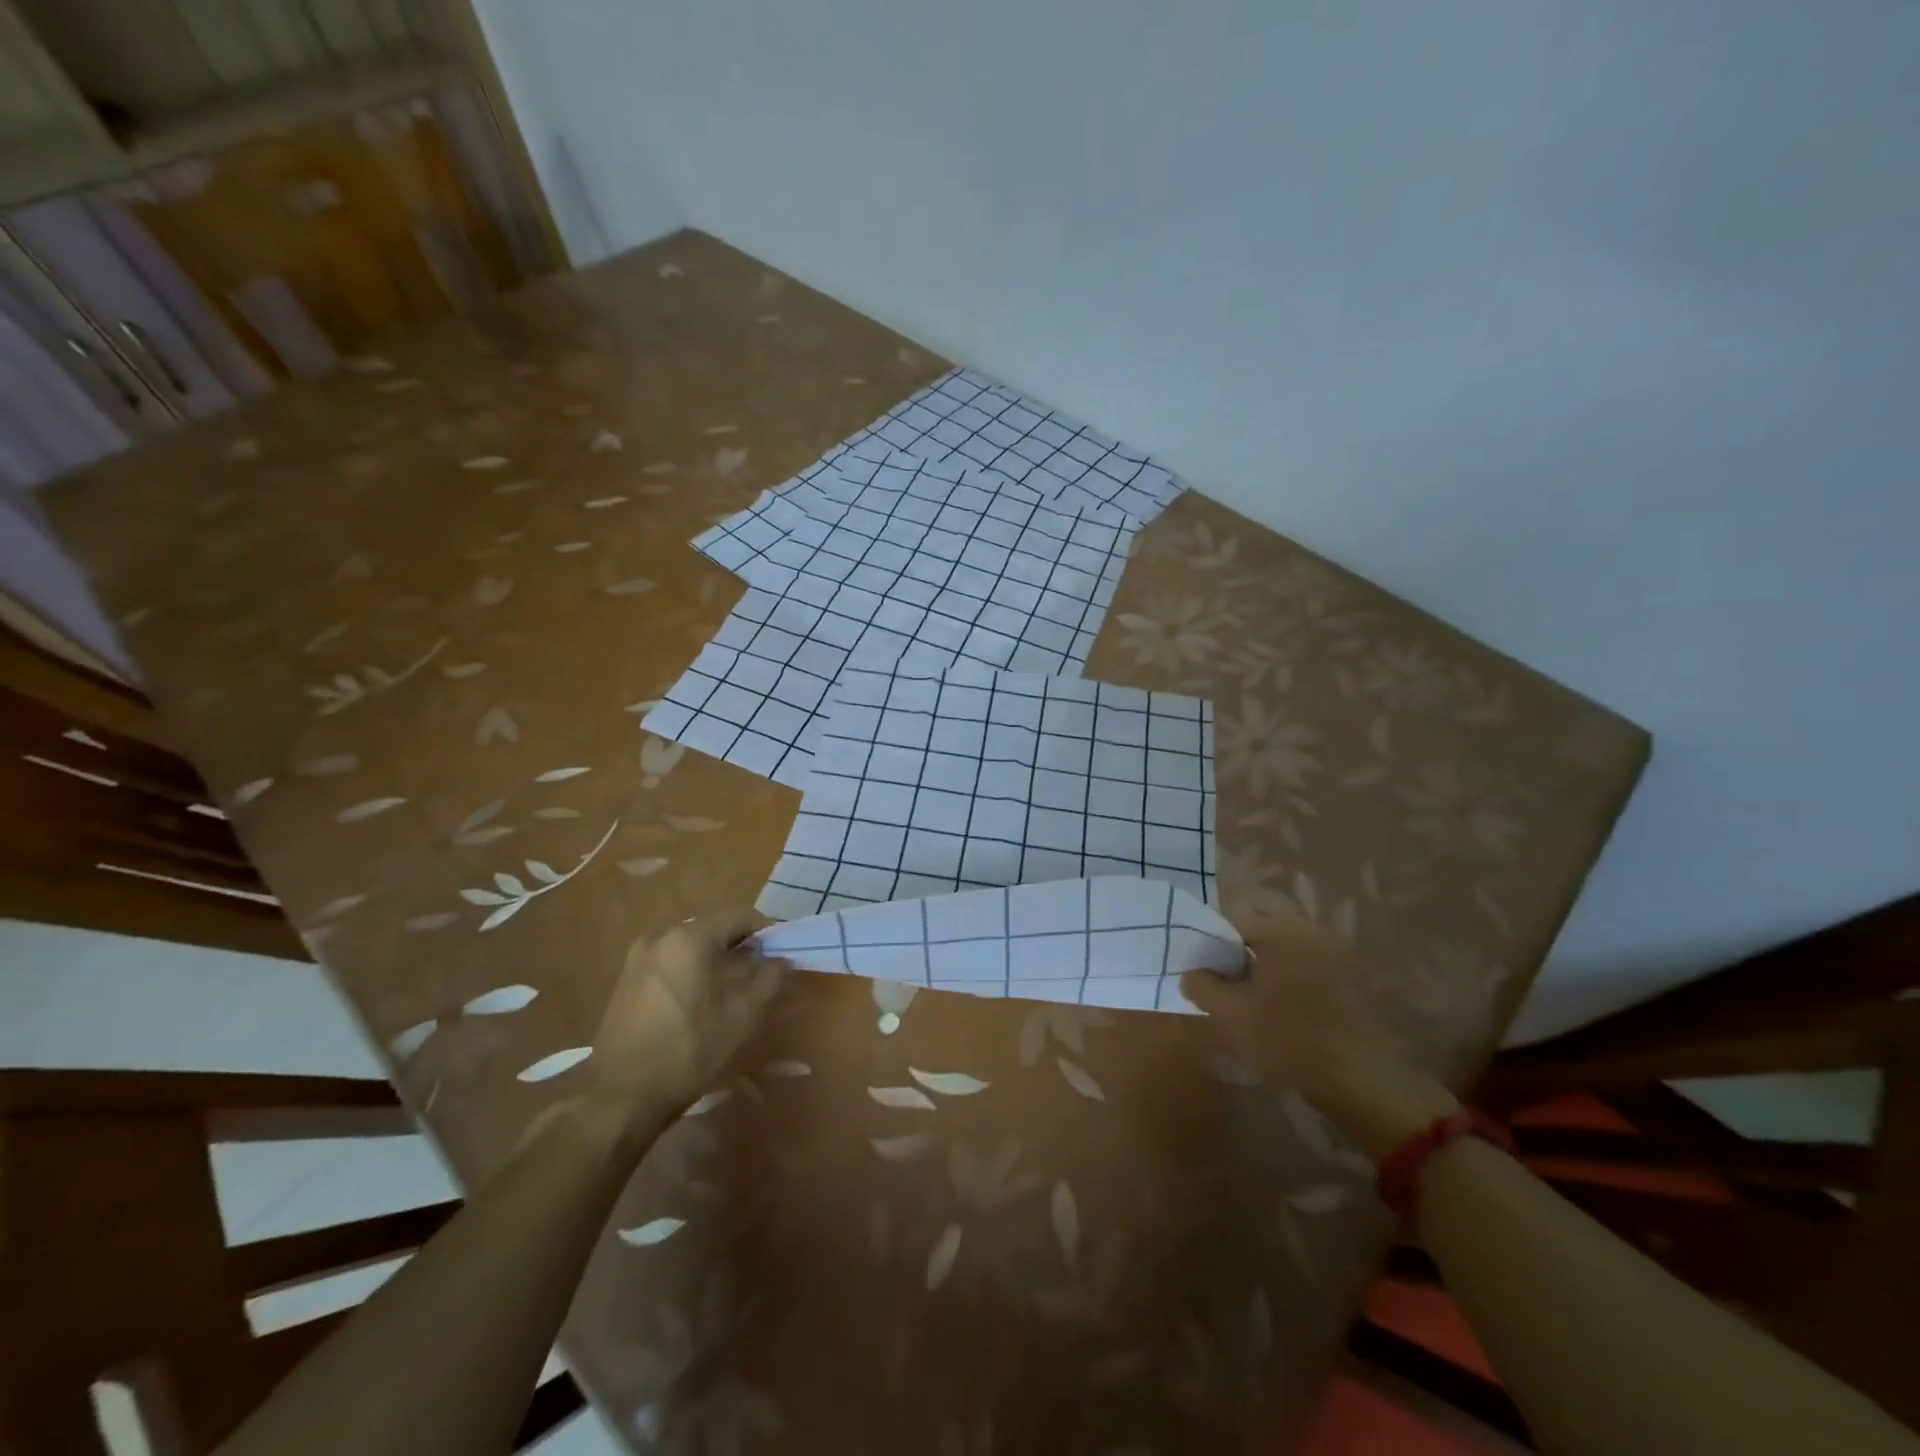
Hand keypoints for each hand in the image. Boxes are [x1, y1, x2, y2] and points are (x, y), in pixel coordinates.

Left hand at [587, 909, 789, 1120]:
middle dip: (740, 947)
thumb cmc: (688, 1050)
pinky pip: (670, 961)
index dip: (766, 931)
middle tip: (759, 976)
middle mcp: (661, 935)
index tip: (780, 955)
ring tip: (730, 992)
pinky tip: (698, 1003)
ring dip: (715, 960)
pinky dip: (691, 971)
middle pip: (714, 928)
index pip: (740, 916)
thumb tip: (781, 960)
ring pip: (691, 945)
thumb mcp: (741, 1016)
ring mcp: (639, 957)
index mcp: (690, 937)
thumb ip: (768, 979)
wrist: (621, 1096)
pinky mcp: (626, 979)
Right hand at [1181, 916, 1457, 1158]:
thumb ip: (1201, 986)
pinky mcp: (1355, 981)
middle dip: (1241, 963)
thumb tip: (1192, 973)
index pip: (1232, 924)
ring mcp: (1338, 955)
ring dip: (1267, 977)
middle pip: (1260, 938)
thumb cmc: (1290, 1040)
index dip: (1213, 950)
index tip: (1207, 981)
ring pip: (1285, 957)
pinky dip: (1293, 988)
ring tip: (1257, 1012)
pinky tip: (1288, 1019)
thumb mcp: (1231, 1015)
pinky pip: (1309, 973)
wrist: (1365, 1083)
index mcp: (1282, 930)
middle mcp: (1312, 932)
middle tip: (1229, 998)